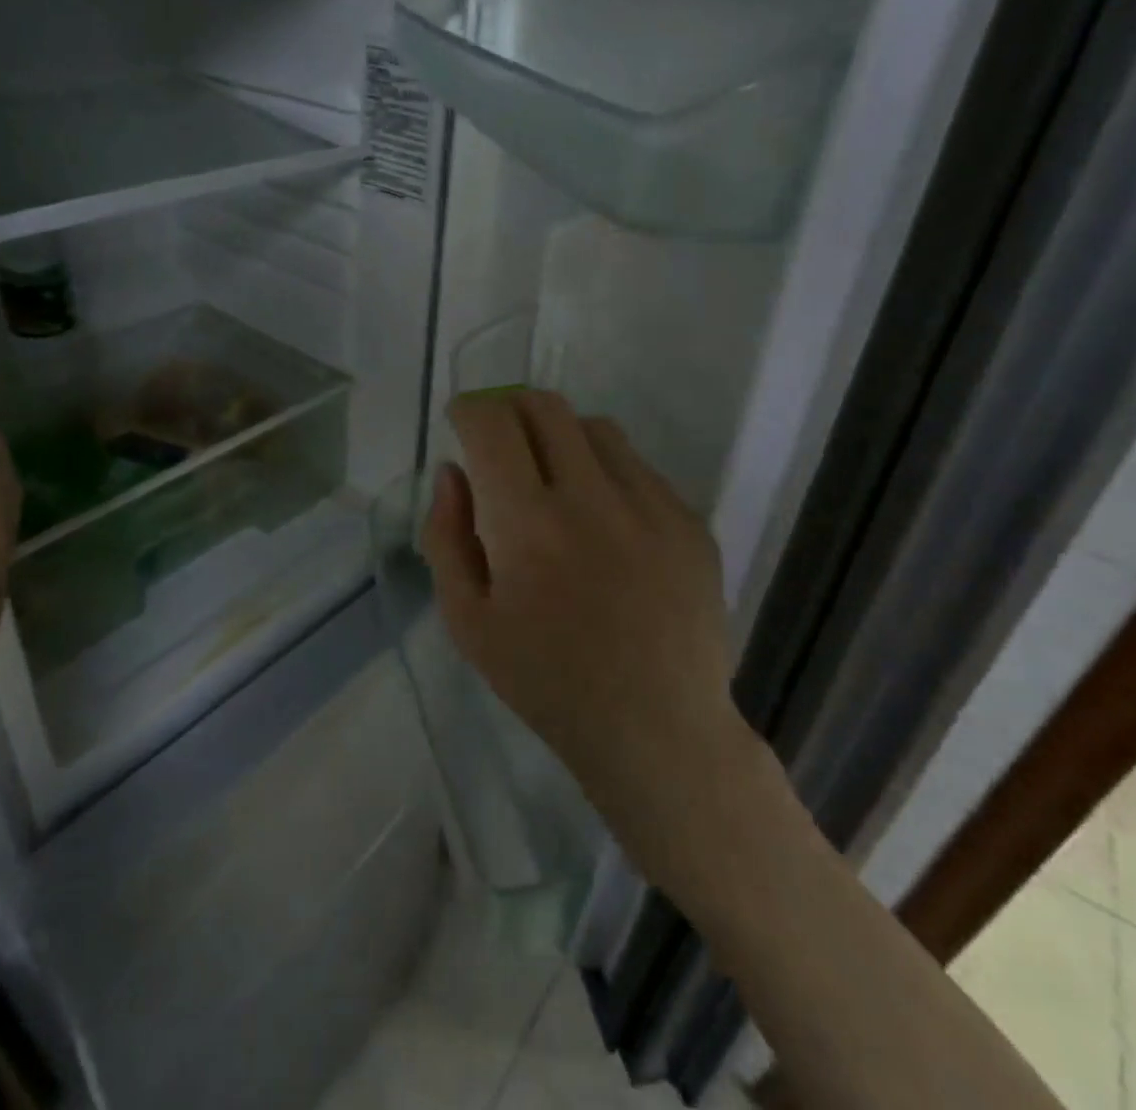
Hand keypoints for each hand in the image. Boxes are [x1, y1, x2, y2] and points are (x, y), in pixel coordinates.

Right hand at [422, 391, 766, 855]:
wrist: (657, 729)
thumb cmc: (547, 682)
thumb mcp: (468, 622)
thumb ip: (445, 537)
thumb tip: (452, 472)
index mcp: (528, 525)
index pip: (492, 424)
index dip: (469, 410)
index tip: (462, 422)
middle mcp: (592, 499)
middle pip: (544, 406)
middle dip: (510, 408)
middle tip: (501, 441)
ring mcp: (651, 506)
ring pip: (595, 428)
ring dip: (560, 436)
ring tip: (554, 481)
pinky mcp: (689, 521)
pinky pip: (638, 467)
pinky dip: (606, 473)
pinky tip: (604, 523)